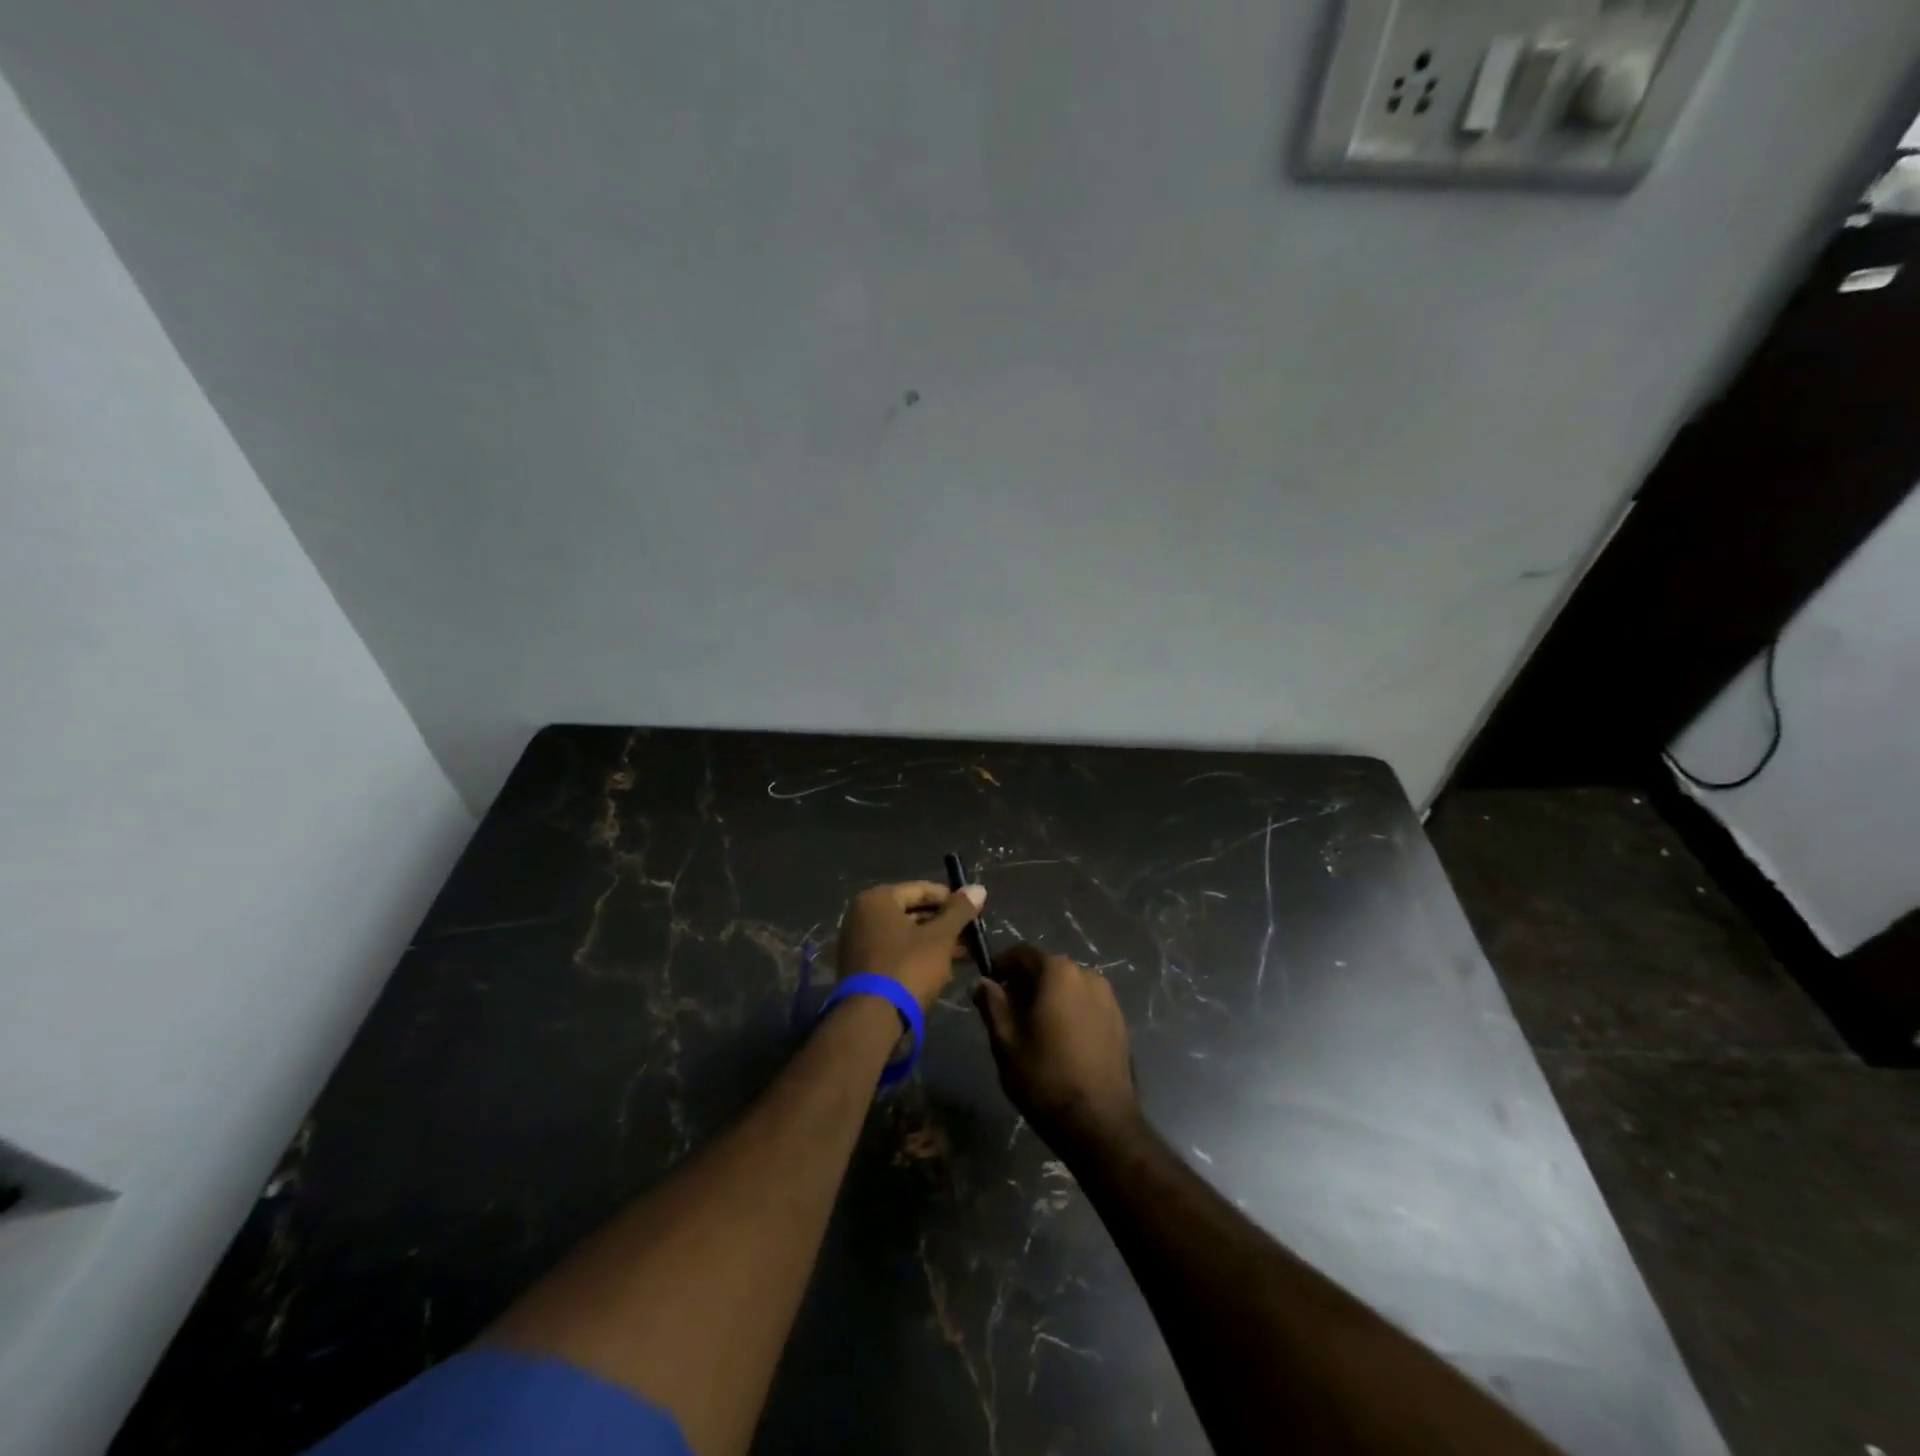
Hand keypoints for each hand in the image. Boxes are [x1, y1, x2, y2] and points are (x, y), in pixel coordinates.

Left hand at [835, 880, 985, 1009]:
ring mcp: (858, 942)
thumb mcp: (940, 938)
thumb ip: (959, 911)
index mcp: (877, 899)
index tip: (974, 912)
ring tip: (964, 954)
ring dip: (934, 942)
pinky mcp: (861, 968)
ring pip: (905, 935)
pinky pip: (895, 952)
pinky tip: (942, 968)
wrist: (871, 1019)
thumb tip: (979, 888)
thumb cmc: (907, 968)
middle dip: (943, 924)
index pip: (921, 889)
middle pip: (912, 912)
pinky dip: (917, 956)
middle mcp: (862, 915)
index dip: (951, 899)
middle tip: (971, 935)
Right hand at [972, 944, 1139, 1149]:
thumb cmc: (1044, 1077)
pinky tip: (1059, 1041)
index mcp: (1058, 972)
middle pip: (1047, 969)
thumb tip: (982, 982)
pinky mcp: (1119, 1022)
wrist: (1099, 1123)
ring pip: (1068, 988)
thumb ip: (992, 1005)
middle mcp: (1087, 975)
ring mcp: (1108, 998)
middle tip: (1007, 1012)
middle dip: (1025, 984)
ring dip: (1049, 998)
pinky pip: (1086, 1005)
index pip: (1022, 954)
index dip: (1001, 966)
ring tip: (1033, 1029)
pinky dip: (1069, 1012)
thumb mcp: (1005, 1041)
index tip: (988, 985)